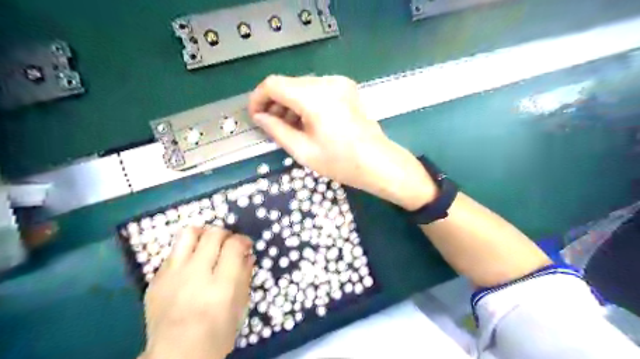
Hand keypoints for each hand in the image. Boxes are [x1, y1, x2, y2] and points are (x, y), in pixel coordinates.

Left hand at [140, 227, 254, 358]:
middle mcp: (196, 274)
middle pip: (213, 234)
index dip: (243, 240)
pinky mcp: (156, 279)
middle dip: (225, 234)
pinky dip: (186, 251)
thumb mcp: (240, 308)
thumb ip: (245, 277)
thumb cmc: (216, 335)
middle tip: (228, 244)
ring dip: (203, 233)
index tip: (245, 245)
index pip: (234, 245)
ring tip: (207, 243)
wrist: (175, 356)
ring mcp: (173, 275)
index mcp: (221, 285)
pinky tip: (190, 264)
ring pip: (188, 233)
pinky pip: (173, 252)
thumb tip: (248, 255)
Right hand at [247, 75, 436, 210]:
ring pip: (302, 86)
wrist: (378, 162)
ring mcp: (339, 82)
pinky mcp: (346, 88)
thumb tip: (260, 117)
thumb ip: (276, 130)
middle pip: (288, 83)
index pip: (273, 84)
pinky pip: (317, 89)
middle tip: (271, 125)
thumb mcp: (303, 150)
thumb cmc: (341, 162)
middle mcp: (326, 82)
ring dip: (290, 103)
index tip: (255, 116)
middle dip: (275, 102)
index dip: (258, 98)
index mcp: (314, 97)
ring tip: (289, 126)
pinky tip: (306, 121)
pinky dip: (305, 102)